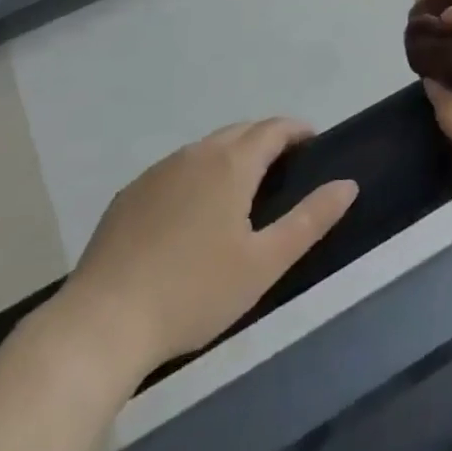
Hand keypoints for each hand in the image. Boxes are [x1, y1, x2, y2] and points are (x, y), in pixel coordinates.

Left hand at [53, 119, 357, 376]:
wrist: (103, 322)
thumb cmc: (195, 292)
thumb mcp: (265, 263)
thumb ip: (311, 219)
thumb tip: (348, 184)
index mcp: (231, 163)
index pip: (272, 128)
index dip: (296, 130)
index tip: (312, 141)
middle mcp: (195, 154)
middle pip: (239, 132)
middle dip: (266, 139)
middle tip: (285, 166)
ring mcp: (158, 172)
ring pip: (206, 149)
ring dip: (231, 155)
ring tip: (244, 188)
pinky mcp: (130, 194)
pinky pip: (176, 169)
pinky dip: (198, 174)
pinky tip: (194, 212)